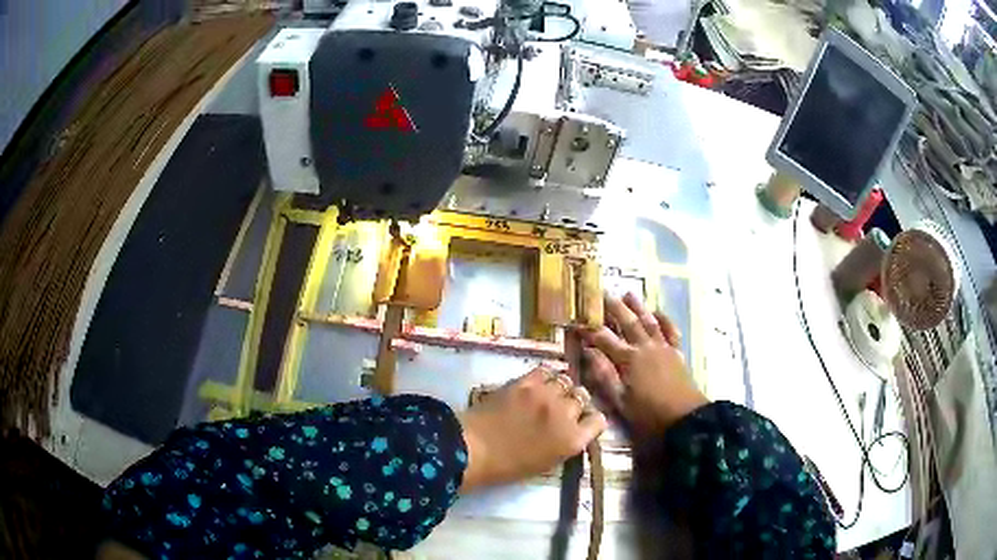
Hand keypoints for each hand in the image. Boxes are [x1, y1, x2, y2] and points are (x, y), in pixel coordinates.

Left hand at [458, 368, 607, 492]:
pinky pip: (546, 371)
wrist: (473, 449)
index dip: (591, 419)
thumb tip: (574, 427)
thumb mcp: (548, 462)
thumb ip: (567, 443)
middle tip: (561, 408)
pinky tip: (537, 384)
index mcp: (573, 441)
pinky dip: (545, 377)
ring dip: (560, 388)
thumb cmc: (508, 466)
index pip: (599, 420)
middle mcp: (566, 415)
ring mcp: (547, 396)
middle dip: (575, 403)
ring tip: (548, 394)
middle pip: (583, 397)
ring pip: (566, 381)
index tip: (582, 420)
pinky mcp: (527, 382)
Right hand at [581, 293, 707, 439]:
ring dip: (638, 307)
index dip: (590, 330)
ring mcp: (663, 348)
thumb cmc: (648, 413)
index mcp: (628, 360)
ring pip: (648, 321)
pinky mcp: (676, 352)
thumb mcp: (620, 400)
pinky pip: (671, 331)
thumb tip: (589, 351)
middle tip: (603, 292)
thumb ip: (604, 375)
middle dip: (614, 308)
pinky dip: (664, 320)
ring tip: (628, 293)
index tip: (577, 320)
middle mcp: (645, 347)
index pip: (604, 339)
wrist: (685, 417)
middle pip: (627, 323)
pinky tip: (658, 312)